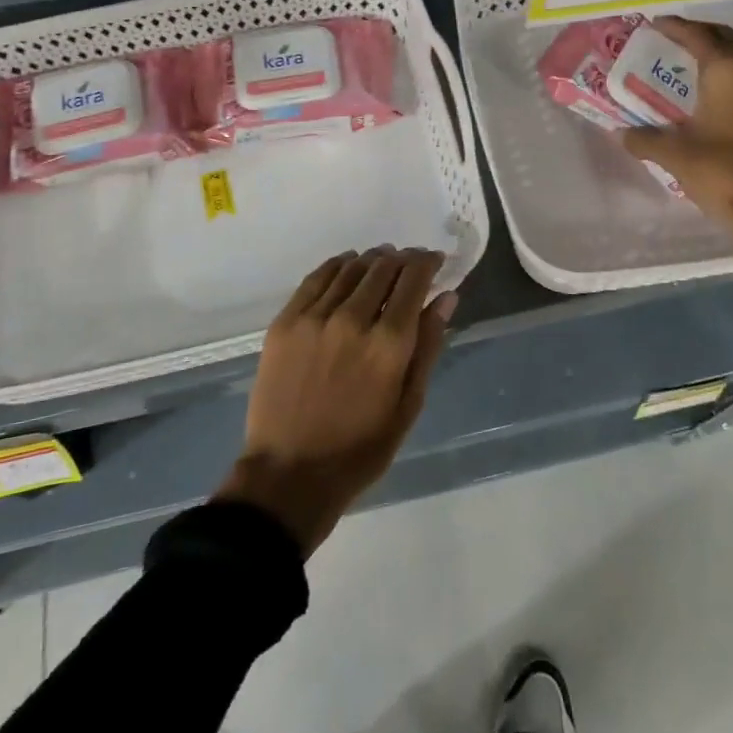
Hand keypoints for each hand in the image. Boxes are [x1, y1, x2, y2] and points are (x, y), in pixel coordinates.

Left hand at [215, 247, 456, 556]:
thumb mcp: (408, 405)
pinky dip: (337, 265)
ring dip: (372, 260)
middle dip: (402, 259)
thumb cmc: (360, 449)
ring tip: (381, 263)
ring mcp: (314, 318)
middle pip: (383, 267)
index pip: (413, 280)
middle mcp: (353, 319)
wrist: (289, 473)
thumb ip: (428, 346)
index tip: (434, 261)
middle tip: (409, 264)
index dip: (427, 262)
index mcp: (389, 344)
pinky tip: (346, 266)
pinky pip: (316, 278)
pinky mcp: (285, 322)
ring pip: (350, 268)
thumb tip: (446, 297)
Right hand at [621, 16, 732, 243]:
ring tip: (718, 62)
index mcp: (725, 72)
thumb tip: (622, 134)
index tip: (658, 24)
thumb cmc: (719, 174)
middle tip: (680, 39)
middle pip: (728, 39)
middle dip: (703, 35)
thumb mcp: (674, 155)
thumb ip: (645, 139)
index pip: (698, 37)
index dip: (677, 27)